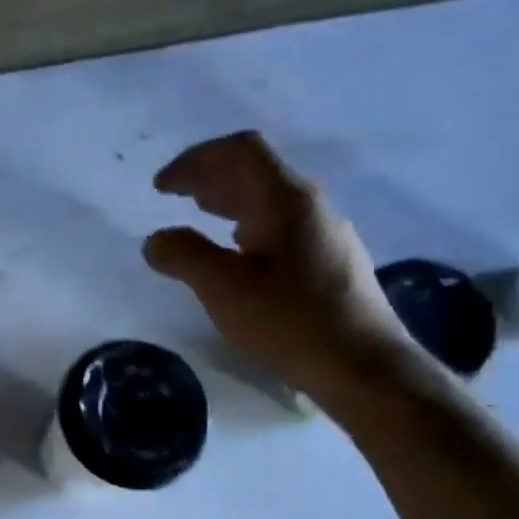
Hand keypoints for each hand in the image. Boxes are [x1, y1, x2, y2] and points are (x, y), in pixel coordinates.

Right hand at [143, 131, 415, 401]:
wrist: (363, 366)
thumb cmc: (289, 321)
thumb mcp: (224, 289)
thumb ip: (184, 256)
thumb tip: (156, 239)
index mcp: (286, 199)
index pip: (240, 151)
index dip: (195, 160)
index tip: (161, 187)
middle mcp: (311, 205)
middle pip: (256, 170)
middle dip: (209, 176)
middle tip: (172, 195)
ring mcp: (325, 232)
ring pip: (270, 199)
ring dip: (229, 200)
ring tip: (199, 215)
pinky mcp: (331, 260)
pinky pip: (281, 225)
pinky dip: (248, 225)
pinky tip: (238, 251)